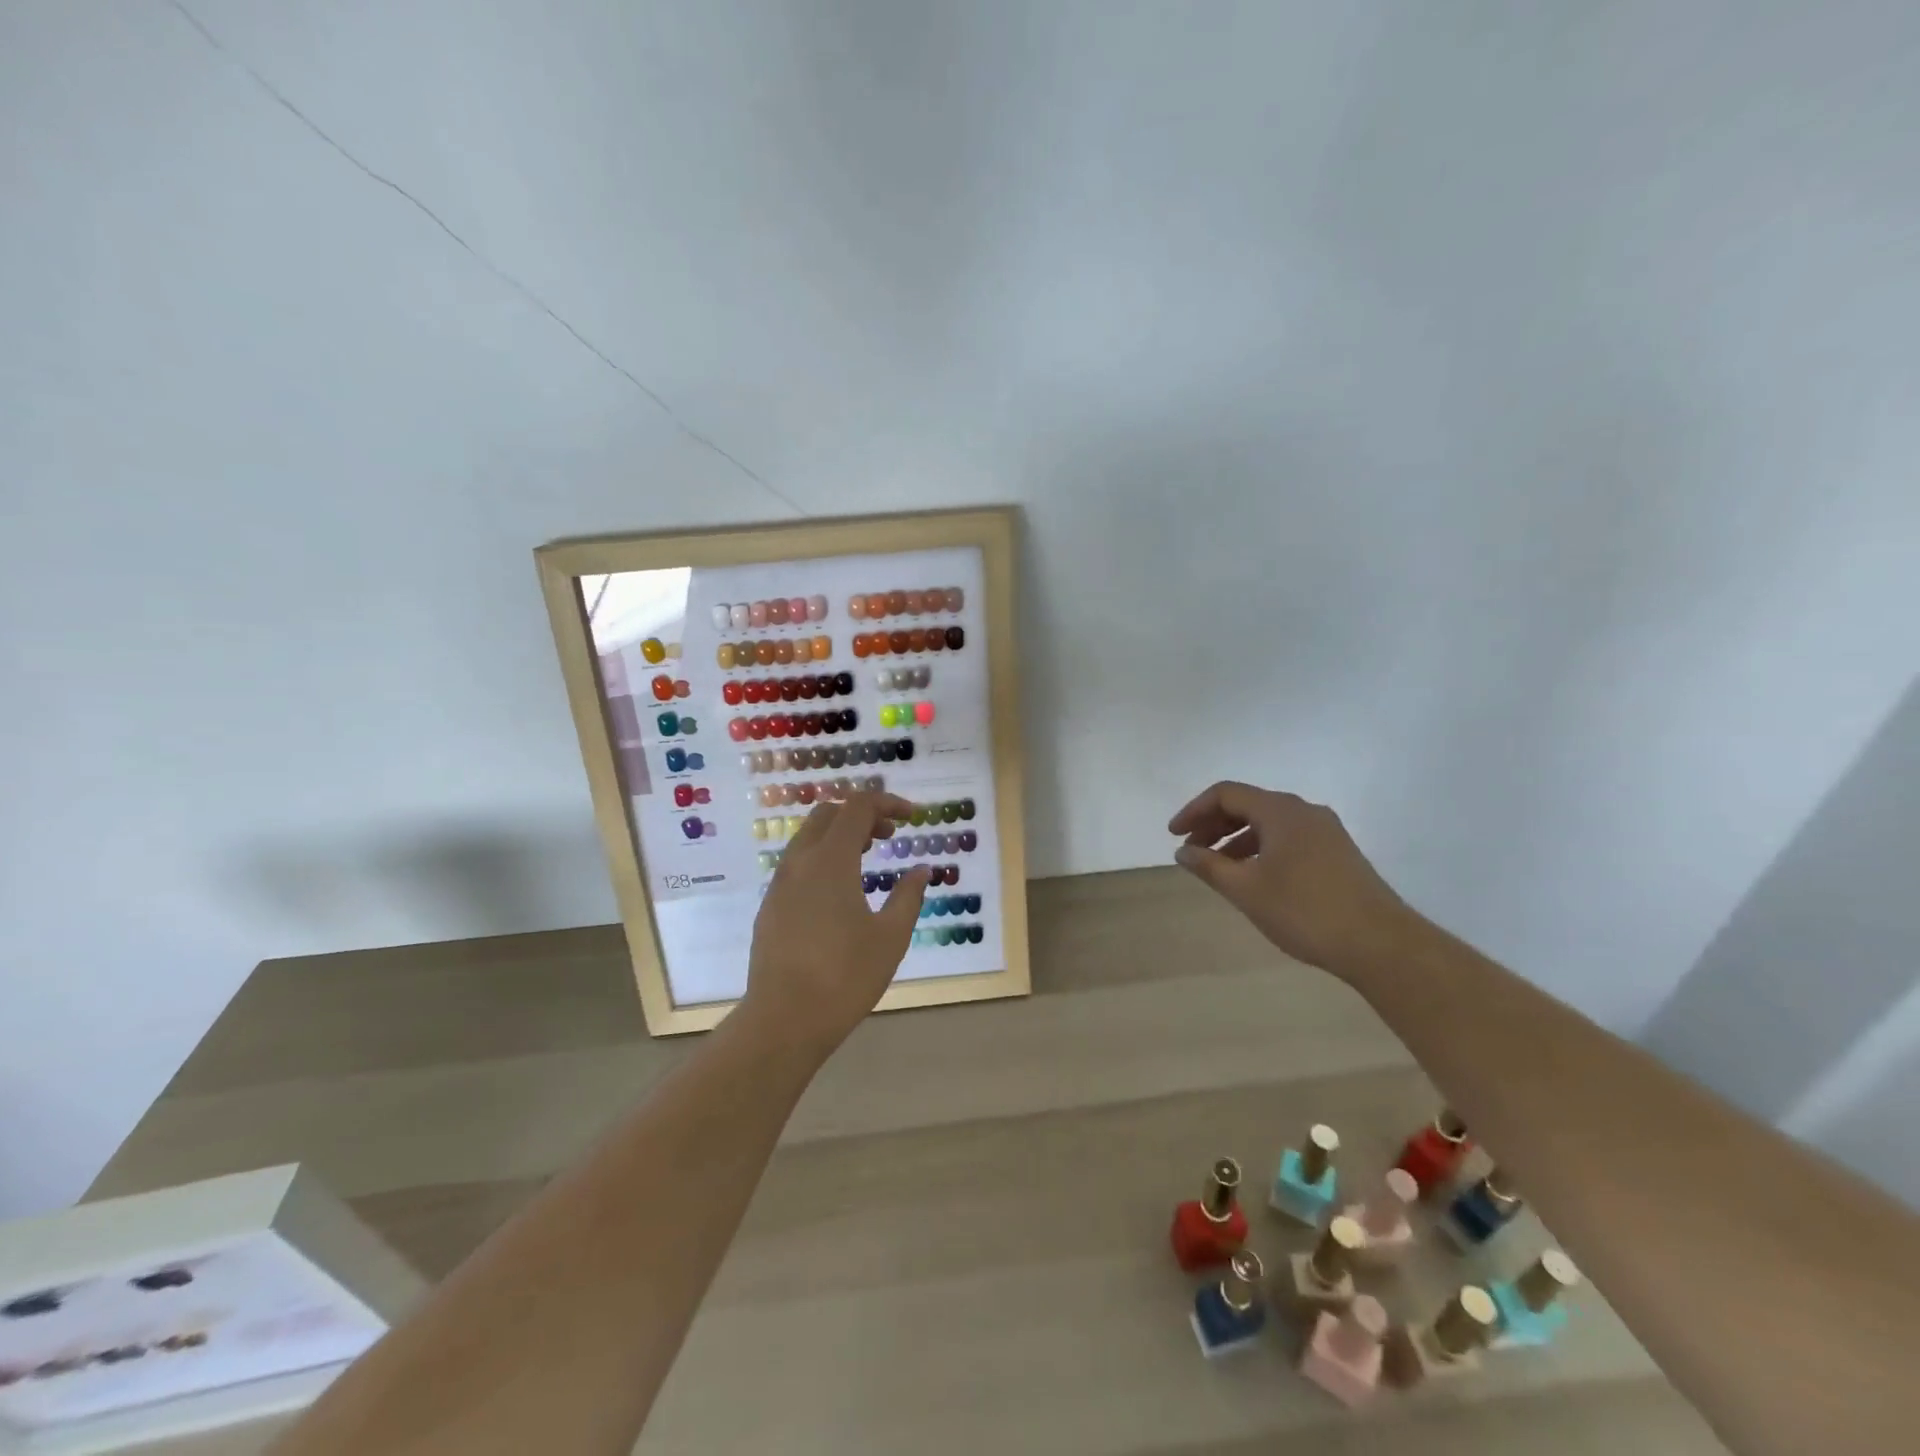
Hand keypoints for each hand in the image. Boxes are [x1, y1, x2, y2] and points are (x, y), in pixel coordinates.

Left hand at [740, 791, 928, 1058]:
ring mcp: (780, 885)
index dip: (887, 803)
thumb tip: (922, 870)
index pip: (857, 807)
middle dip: (861, 814)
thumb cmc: (845, 976)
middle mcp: (800, 862)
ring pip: (809, 838)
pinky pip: (798, 864)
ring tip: (868, 859)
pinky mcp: (770, 907)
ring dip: (840, 836)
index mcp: (831, 860)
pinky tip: (840, 892)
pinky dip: (823, 858)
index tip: (912, 816)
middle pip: (828, 814)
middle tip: (889, 835)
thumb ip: (908, 896)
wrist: (783, 1020)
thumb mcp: (891, 936)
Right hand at [1168, 782, 1412, 975]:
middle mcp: (1304, 811)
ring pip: (1269, 823)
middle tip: (1191, 851)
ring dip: (1236, 839)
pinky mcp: (1338, 853)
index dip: (1194, 810)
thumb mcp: (1245, 889)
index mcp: (1281, 811)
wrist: (1379, 944)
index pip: (1226, 793)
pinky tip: (1254, 878)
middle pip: (1248, 805)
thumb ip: (1208, 866)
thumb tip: (1182, 851)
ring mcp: (1326, 832)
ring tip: (1218, 868)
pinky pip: (1288, 838)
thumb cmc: (1304, 911)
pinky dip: (1261, 849)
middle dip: (1214, 825)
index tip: (1174, 835)